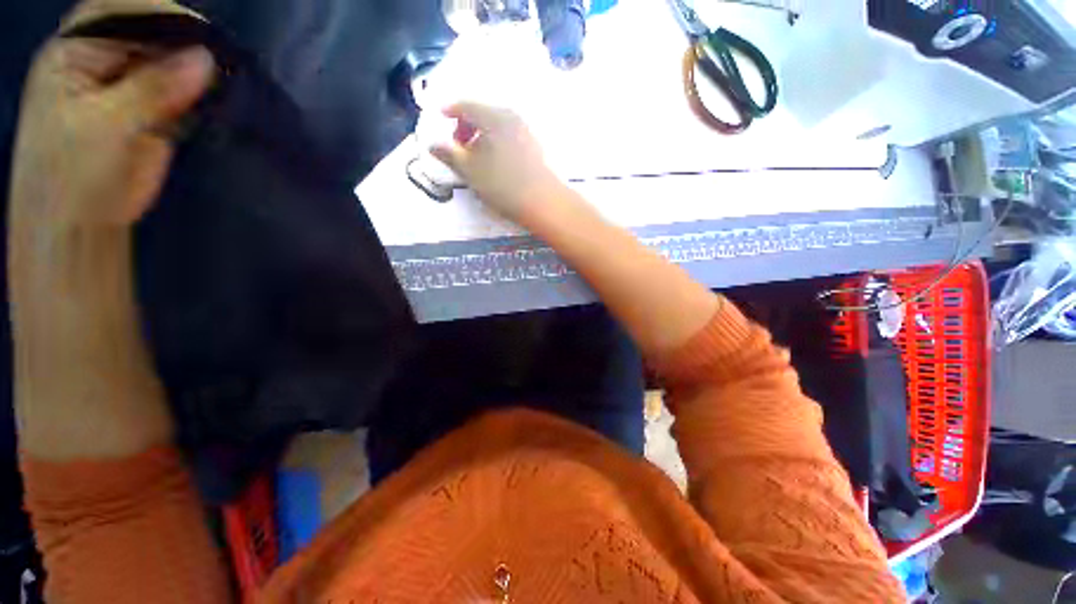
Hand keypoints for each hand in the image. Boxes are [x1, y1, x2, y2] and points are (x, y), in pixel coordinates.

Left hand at [9, 3, 214, 233]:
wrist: (79, 225)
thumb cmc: (73, 177)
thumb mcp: (107, 128)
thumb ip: (152, 89)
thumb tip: (205, 59)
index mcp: (73, 52)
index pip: (117, 8)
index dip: (158, 12)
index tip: (201, 34)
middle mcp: (100, 60)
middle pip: (146, 32)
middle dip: (184, 41)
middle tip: (222, 61)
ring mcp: (126, 85)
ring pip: (167, 60)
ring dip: (197, 69)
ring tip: (227, 82)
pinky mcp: (149, 110)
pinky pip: (180, 89)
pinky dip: (201, 92)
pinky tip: (219, 99)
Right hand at [430, 102, 564, 225]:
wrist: (544, 201)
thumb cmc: (503, 184)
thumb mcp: (470, 171)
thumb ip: (449, 154)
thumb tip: (432, 144)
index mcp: (493, 116)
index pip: (466, 105)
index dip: (450, 110)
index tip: (441, 117)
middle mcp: (512, 116)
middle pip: (483, 113)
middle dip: (467, 126)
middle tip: (459, 146)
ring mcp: (527, 131)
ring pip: (498, 126)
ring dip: (483, 136)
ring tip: (477, 158)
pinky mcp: (536, 146)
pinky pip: (510, 136)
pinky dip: (498, 142)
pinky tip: (497, 162)